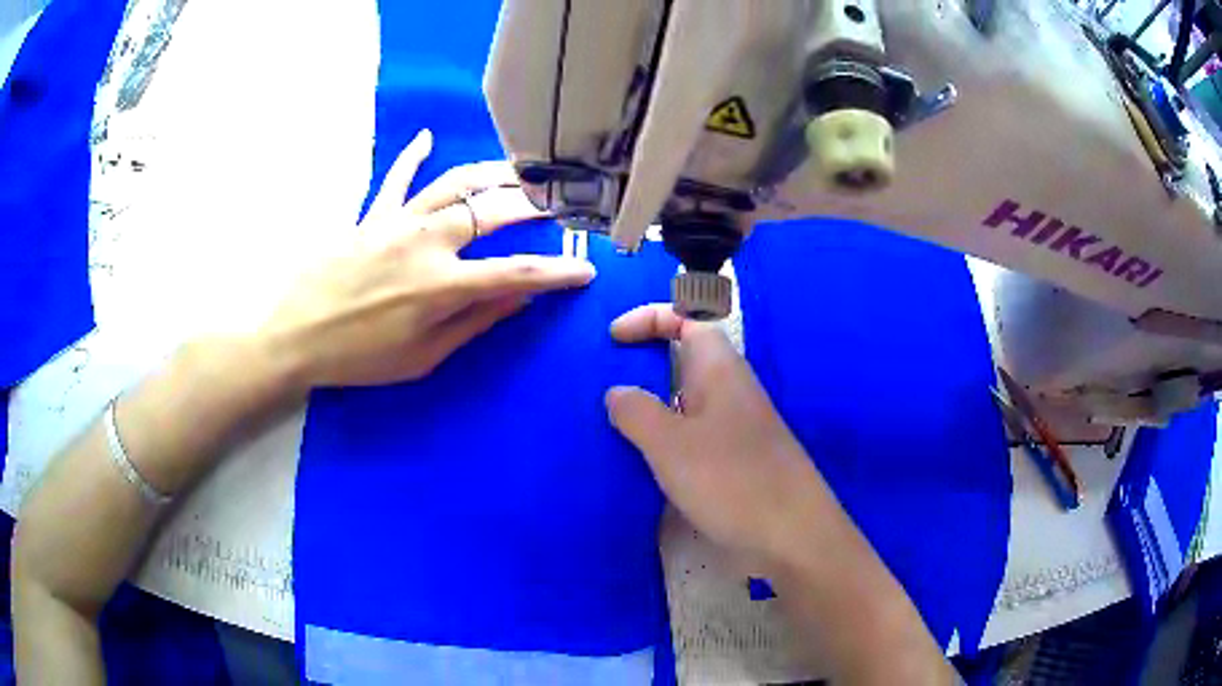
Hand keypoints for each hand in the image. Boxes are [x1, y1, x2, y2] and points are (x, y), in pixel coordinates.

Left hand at [260, 130, 595, 389]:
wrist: (295, 336)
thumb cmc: (359, 358)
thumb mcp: (423, 358)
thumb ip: (474, 323)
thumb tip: (519, 298)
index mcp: (443, 285)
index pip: (518, 273)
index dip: (558, 273)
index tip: (585, 271)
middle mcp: (428, 242)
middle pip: (495, 213)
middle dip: (536, 208)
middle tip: (560, 206)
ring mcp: (398, 221)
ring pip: (456, 184)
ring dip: (493, 174)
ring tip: (519, 171)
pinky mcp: (371, 214)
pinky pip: (396, 177)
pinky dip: (413, 155)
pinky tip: (428, 137)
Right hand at [604, 304, 828, 569]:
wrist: (792, 533)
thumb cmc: (731, 480)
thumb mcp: (670, 444)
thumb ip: (637, 412)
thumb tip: (617, 392)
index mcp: (719, 369)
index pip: (686, 319)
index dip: (648, 317)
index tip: (612, 338)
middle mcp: (731, 389)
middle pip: (686, 357)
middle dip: (646, 360)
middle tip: (607, 381)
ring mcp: (737, 426)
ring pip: (689, 398)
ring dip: (654, 402)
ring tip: (615, 422)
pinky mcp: (737, 458)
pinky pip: (695, 431)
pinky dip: (667, 434)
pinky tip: (646, 459)